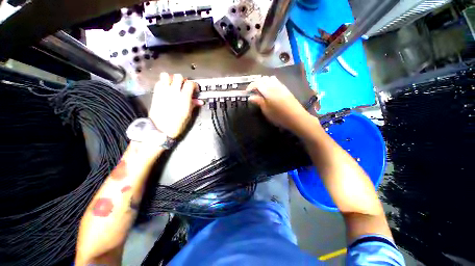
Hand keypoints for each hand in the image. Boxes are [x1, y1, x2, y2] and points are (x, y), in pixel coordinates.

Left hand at [149, 73, 202, 137]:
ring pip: (166, 75)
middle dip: (183, 80)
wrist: (160, 129)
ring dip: (171, 78)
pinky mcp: (156, 93)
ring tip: (174, 85)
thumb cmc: (177, 124)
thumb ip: (193, 105)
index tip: (195, 90)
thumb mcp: (188, 115)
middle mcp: (173, 92)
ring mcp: (163, 92)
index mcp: (184, 98)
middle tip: (184, 87)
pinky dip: (163, 82)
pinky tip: (166, 89)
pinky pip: (159, 82)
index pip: (190, 84)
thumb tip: (200, 101)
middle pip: (178, 76)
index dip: (194, 85)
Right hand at [246, 76, 315, 132]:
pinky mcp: (285, 89)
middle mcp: (274, 85)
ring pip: (270, 79)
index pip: (257, 83)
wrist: (296, 117)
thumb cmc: (279, 116)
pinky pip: (276, 81)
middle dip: (256, 83)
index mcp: (268, 91)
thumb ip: (258, 101)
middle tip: (253, 91)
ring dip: (264, 82)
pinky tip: (270, 91)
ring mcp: (281, 86)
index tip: (247, 92)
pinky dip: (270, 83)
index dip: (250, 86)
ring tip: (261, 91)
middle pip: (263, 79)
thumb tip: (251, 97)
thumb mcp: (266, 110)